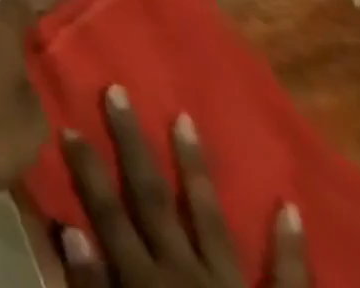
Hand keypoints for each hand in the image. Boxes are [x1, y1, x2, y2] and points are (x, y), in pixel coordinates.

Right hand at [60, 85, 308, 287]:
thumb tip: (72, 229)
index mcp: (146, 286)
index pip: (108, 214)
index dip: (86, 170)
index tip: (68, 124)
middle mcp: (186, 276)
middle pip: (152, 199)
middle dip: (132, 144)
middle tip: (118, 91)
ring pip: (210, 219)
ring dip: (195, 169)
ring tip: (185, 118)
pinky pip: (289, 282)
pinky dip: (291, 247)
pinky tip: (290, 207)